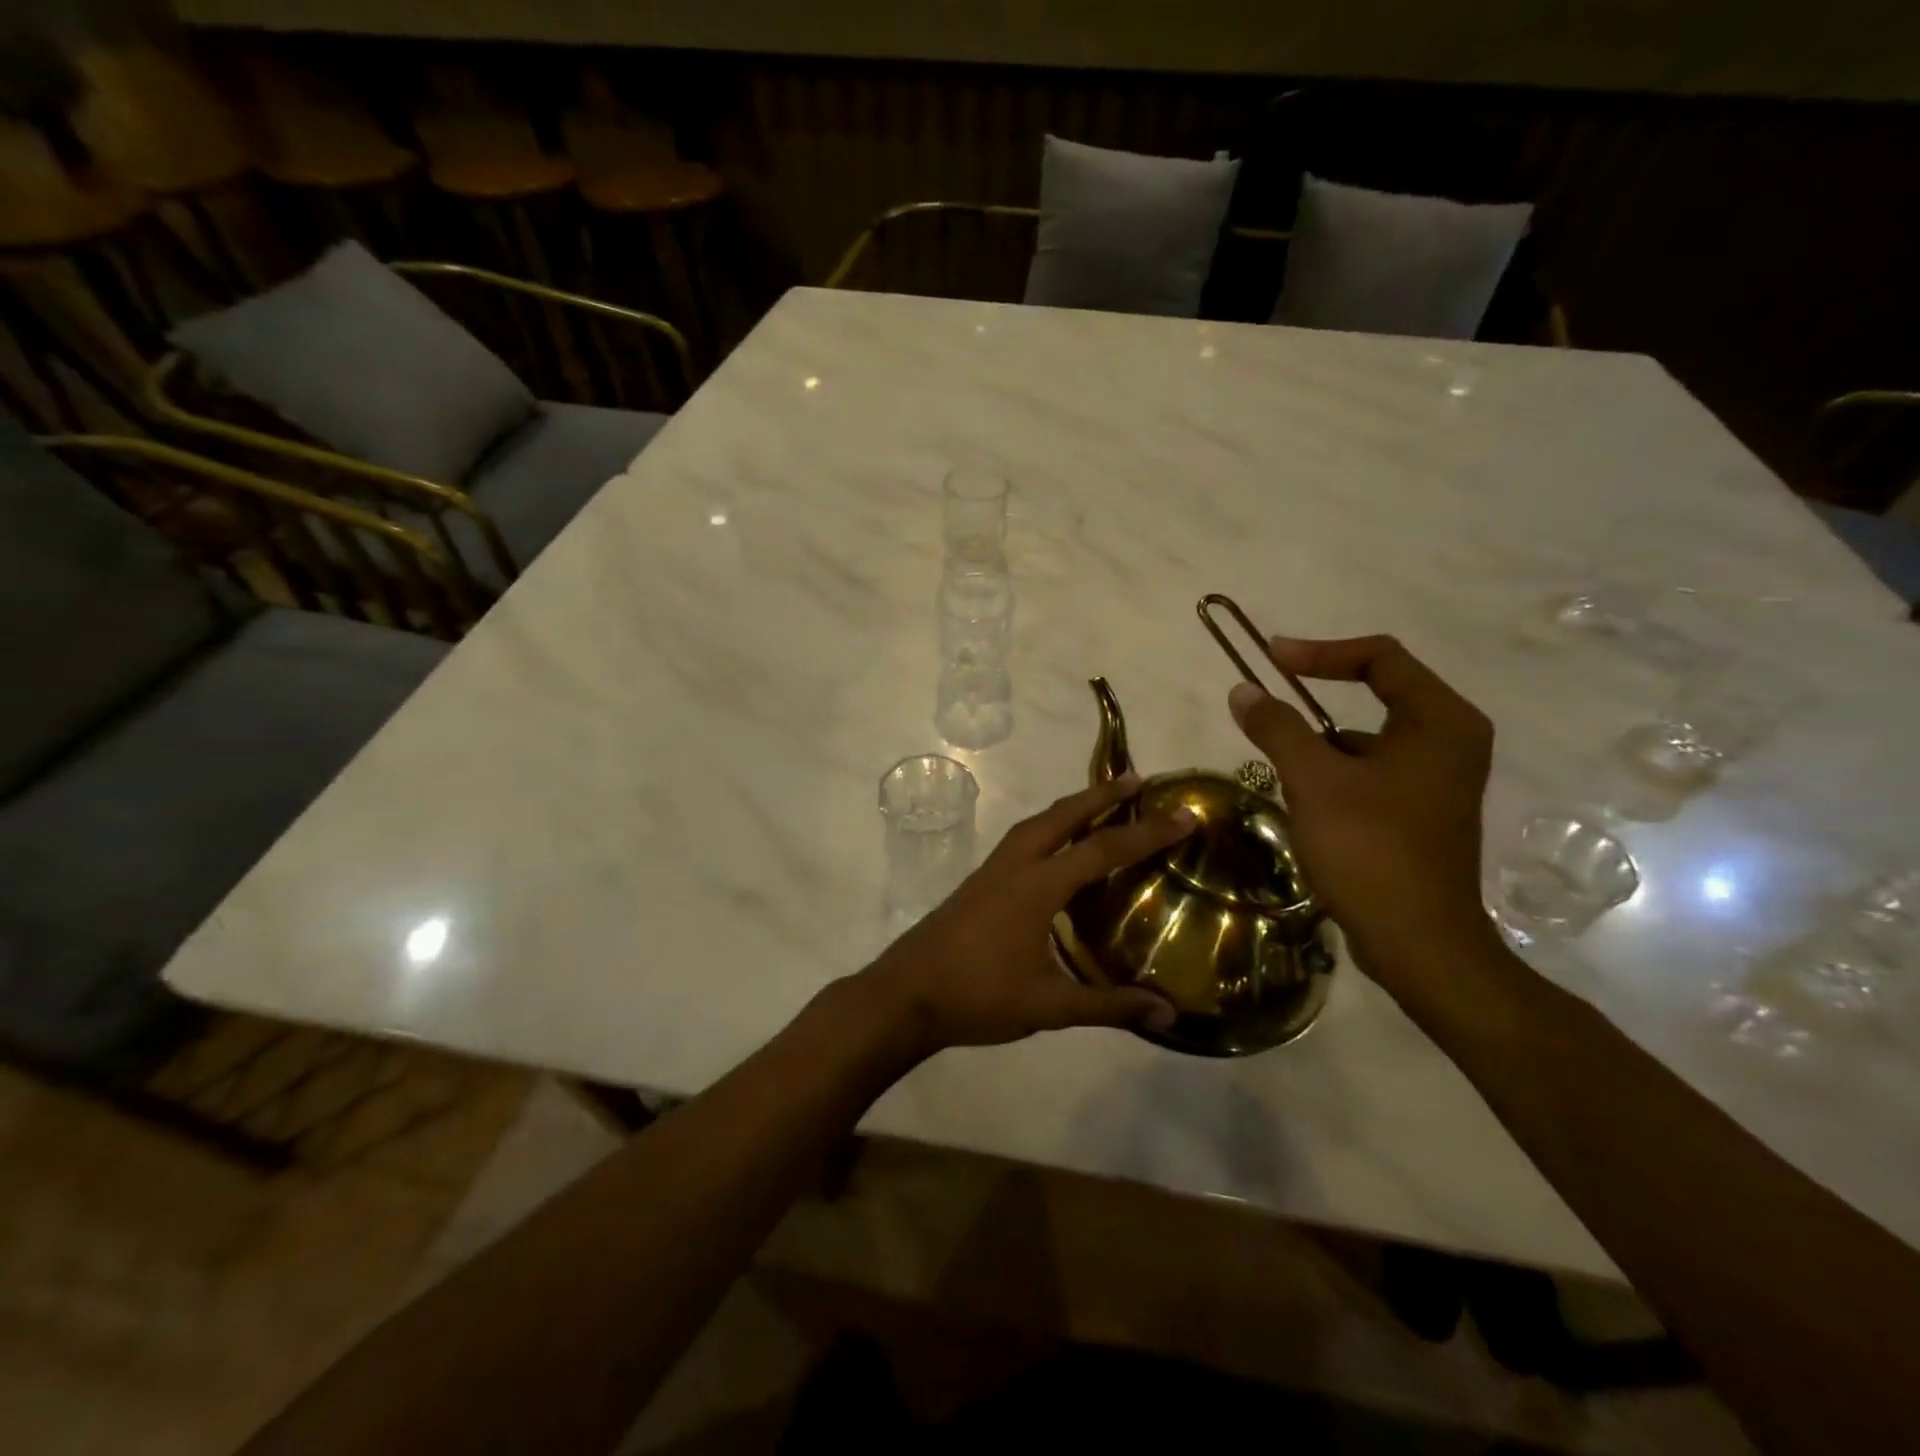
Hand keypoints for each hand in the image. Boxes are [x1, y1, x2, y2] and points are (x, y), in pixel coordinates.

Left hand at [860, 776, 1195, 1057]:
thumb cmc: (978, 997)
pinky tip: (1056, 849)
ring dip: (1071, 807)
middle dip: (1101, 795)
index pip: (1102, 850)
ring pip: (1037, 823)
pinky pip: (1022, 839)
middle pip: (1063, 816)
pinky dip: (1049, 828)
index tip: (1183, 815)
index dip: (1147, 833)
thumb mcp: (1048, 1006)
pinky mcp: (978, 882)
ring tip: (1100, 803)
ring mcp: (991, 871)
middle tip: (1137, 780)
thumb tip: (1169, 1014)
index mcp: (1037, 886)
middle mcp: (1015, 865)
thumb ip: (1108, 1006)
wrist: (905, 995)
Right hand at [1228, 635, 1497, 996]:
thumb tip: (1243, 689)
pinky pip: (1373, 771)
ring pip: (1370, 738)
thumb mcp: (1314, 781)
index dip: (1320, 652)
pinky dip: (1336, 774)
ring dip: (1321, 743)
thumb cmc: (1370, 849)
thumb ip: (1277, 727)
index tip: (1270, 660)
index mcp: (1440, 721)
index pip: (1380, 658)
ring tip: (1281, 770)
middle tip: (1268, 706)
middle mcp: (1451, 740)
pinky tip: (1305, 804)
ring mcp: (1440, 779)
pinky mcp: (1424, 811)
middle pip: (1379, 693)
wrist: (1419, 943)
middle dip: (1317, 699)